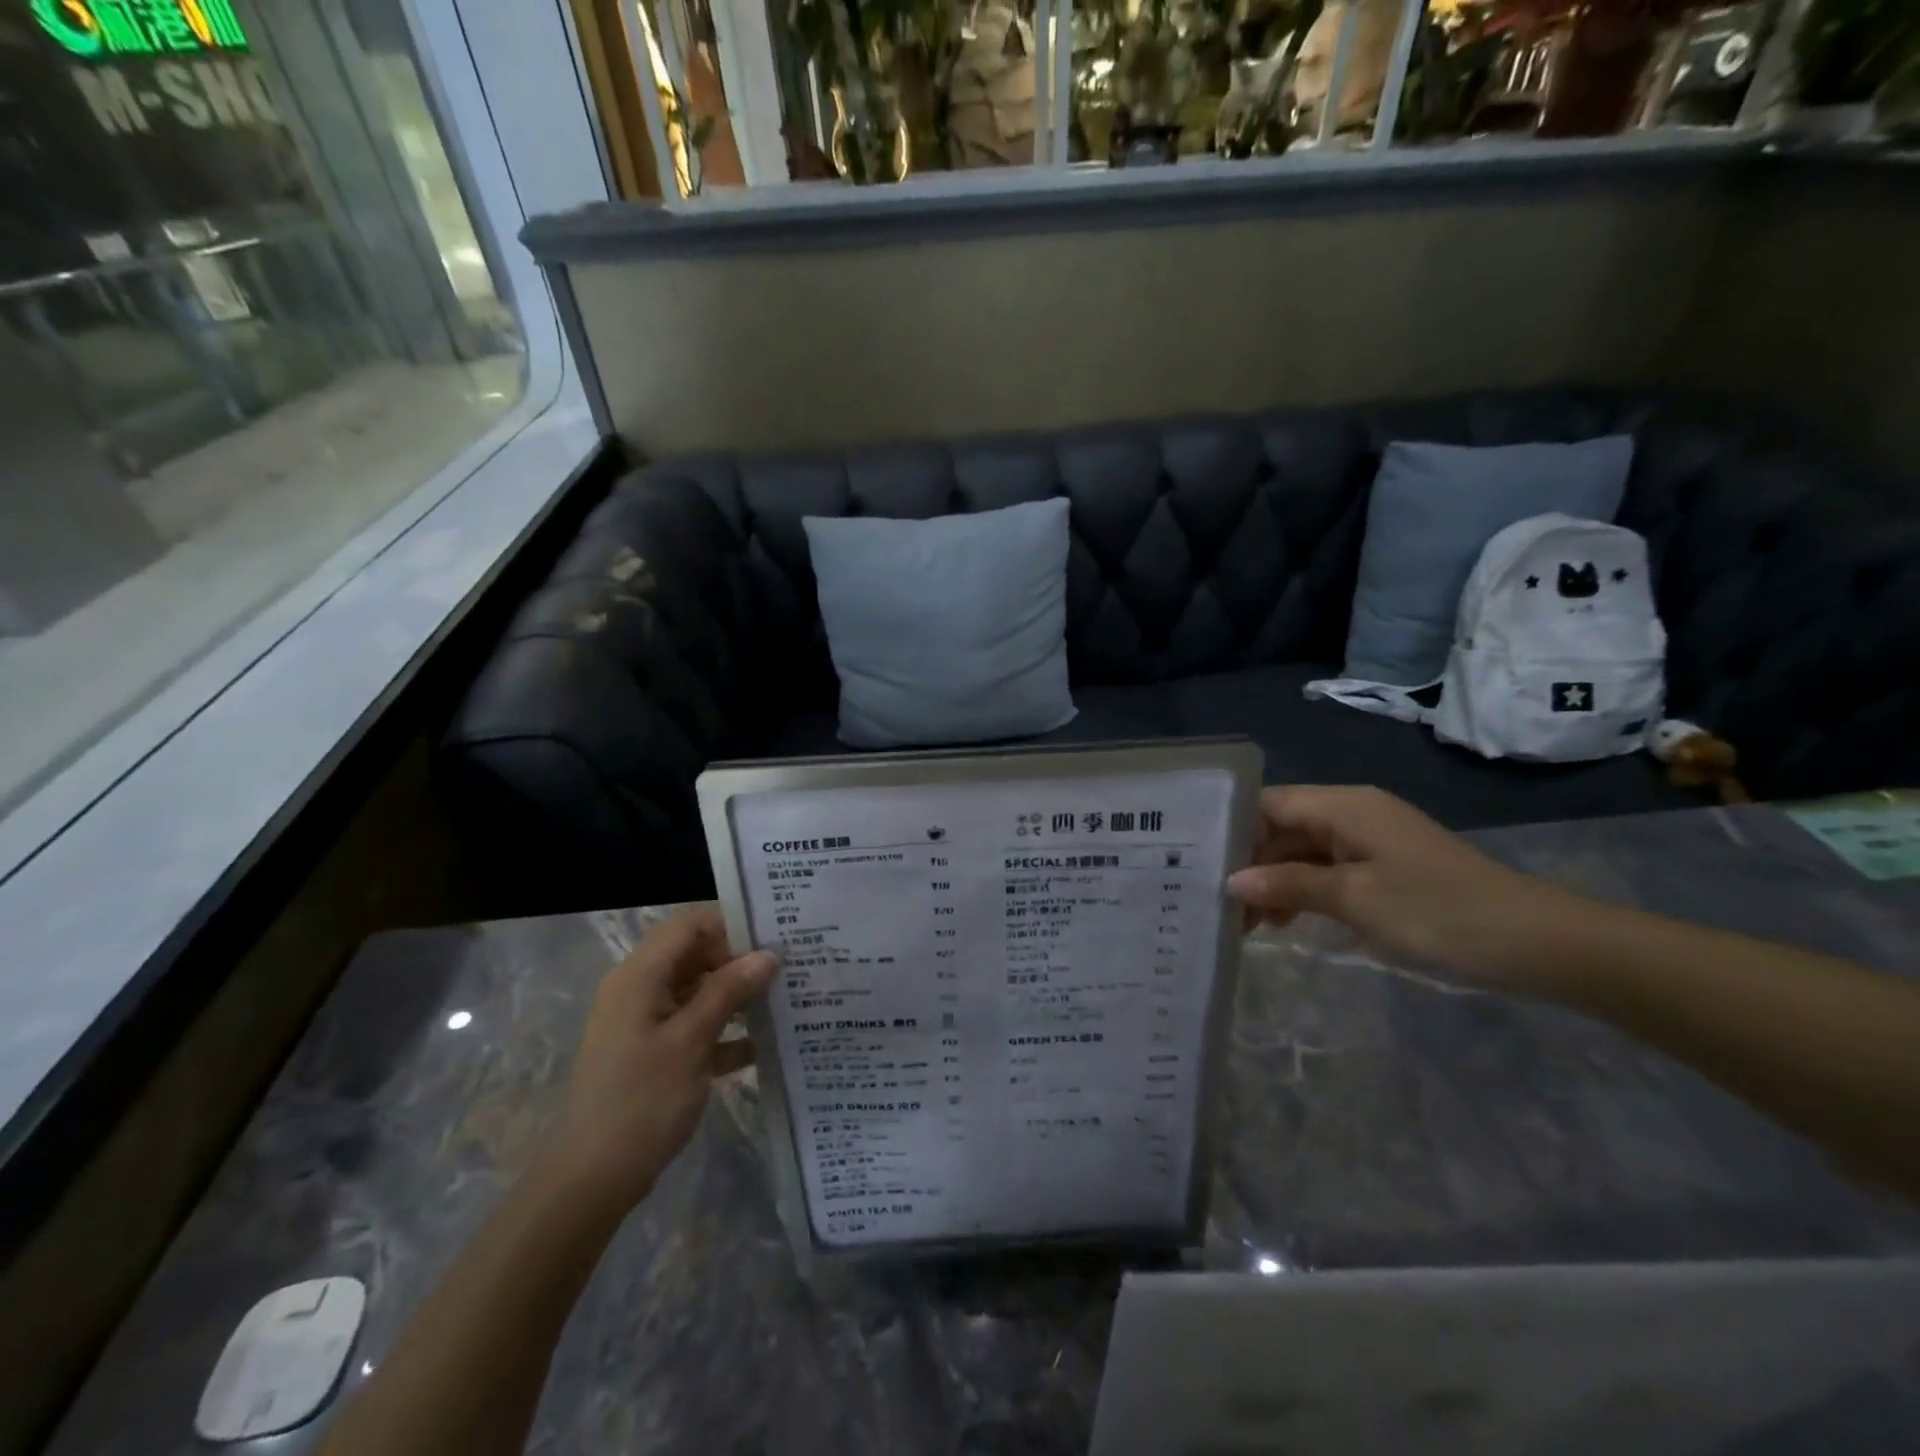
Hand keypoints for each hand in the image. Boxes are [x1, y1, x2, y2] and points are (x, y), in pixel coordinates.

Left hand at [541, 907, 775, 1214]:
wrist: (591, 1181)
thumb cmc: (641, 1102)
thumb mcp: (691, 1041)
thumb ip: (728, 992)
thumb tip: (767, 955)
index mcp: (640, 977)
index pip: (688, 925)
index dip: (730, 924)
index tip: (773, 937)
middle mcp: (640, 990)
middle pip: (695, 955)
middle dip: (739, 960)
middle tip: (786, 969)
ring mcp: (646, 1023)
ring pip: (699, 991)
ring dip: (737, 996)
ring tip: (784, 1000)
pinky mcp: (655, 1053)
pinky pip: (695, 1026)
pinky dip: (725, 1031)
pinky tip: (763, 1046)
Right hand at [1225, 786, 1582, 989]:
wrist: (1537, 943)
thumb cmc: (1437, 911)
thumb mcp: (1354, 899)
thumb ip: (1289, 885)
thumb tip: (1233, 881)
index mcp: (1343, 805)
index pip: (1268, 803)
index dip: (1232, 830)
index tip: (1200, 865)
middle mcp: (1352, 812)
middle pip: (1282, 828)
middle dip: (1251, 864)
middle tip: (1220, 907)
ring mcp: (1371, 841)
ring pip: (1303, 852)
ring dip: (1275, 883)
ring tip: (1249, 925)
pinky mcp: (1386, 867)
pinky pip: (1329, 870)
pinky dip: (1304, 892)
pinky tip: (1288, 922)